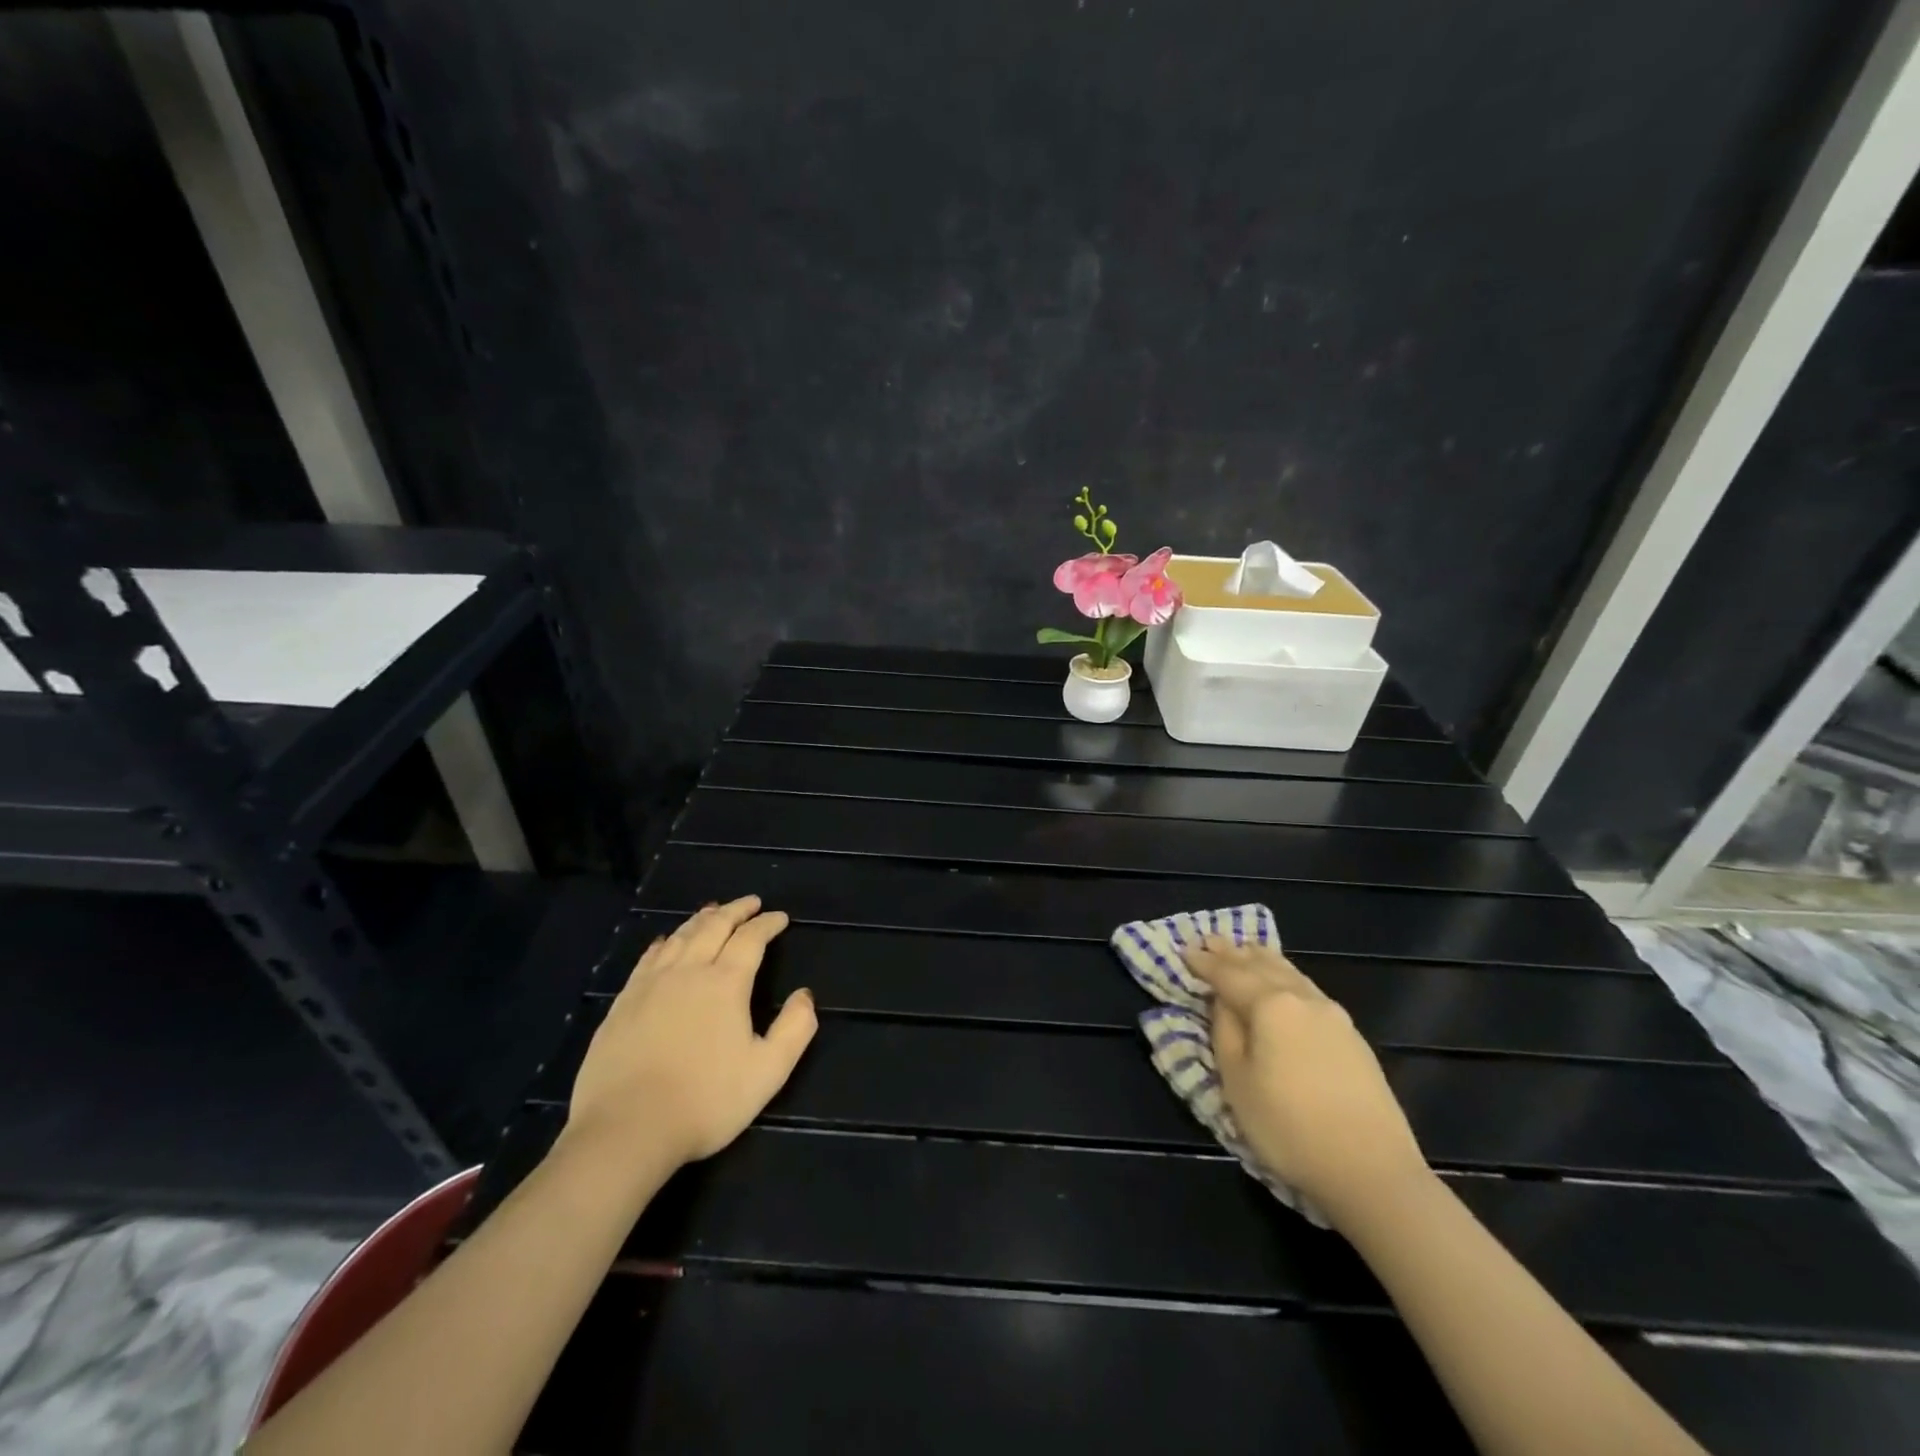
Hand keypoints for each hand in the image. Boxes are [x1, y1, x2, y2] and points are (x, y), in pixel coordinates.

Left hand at [566, 896, 816, 1166]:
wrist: (626, 1130)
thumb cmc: (705, 1101)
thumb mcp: (768, 1072)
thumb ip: (795, 1029)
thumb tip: (805, 995)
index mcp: (725, 983)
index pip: (751, 939)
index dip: (768, 924)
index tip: (780, 917)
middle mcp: (688, 971)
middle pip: (714, 926)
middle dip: (736, 910)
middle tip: (751, 902)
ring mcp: (650, 984)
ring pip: (680, 936)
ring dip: (702, 919)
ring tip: (714, 911)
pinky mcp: (623, 1003)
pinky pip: (649, 958)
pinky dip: (666, 941)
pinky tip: (667, 941)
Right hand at [1185, 935, 1428, 1226]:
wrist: (1372, 1171)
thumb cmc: (1288, 1127)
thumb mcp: (1237, 1081)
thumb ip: (1225, 1031)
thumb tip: (1222, 1001)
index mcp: (1270, 1004)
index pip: (1228, 974)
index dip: (1204, 963)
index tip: (1184, 949)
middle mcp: (1303, 998)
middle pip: (1261, 965)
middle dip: (1233, 952)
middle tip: (1211, 939)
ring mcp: (1333, 1015)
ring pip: (1290, 973)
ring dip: (1262, 959)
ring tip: (1245, 949)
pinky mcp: (1352, 1037)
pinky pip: (1308, 989)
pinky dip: (1286, 976)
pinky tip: (1285, 981)